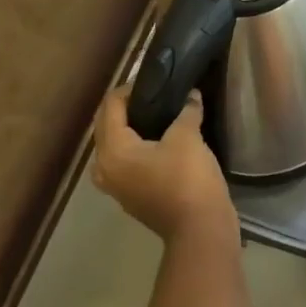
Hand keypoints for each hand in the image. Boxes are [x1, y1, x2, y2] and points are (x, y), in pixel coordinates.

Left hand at [92, 86, 236, 243]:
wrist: (199, 229)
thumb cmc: (187, 178)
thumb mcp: (188, 136)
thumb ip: (186, 110)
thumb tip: (191, 95)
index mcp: (113, 150)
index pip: (110, 107)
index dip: (129, 88)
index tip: (153, 78)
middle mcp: (105, 168)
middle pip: (107, 126)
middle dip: (126, 107)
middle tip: (154, 91)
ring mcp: (117, 186)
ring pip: (115, 146)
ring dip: (130, 128)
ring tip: (156, 113)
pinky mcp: (131, 197)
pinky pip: (126, 162)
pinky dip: (137, 147)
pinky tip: (161, 139)